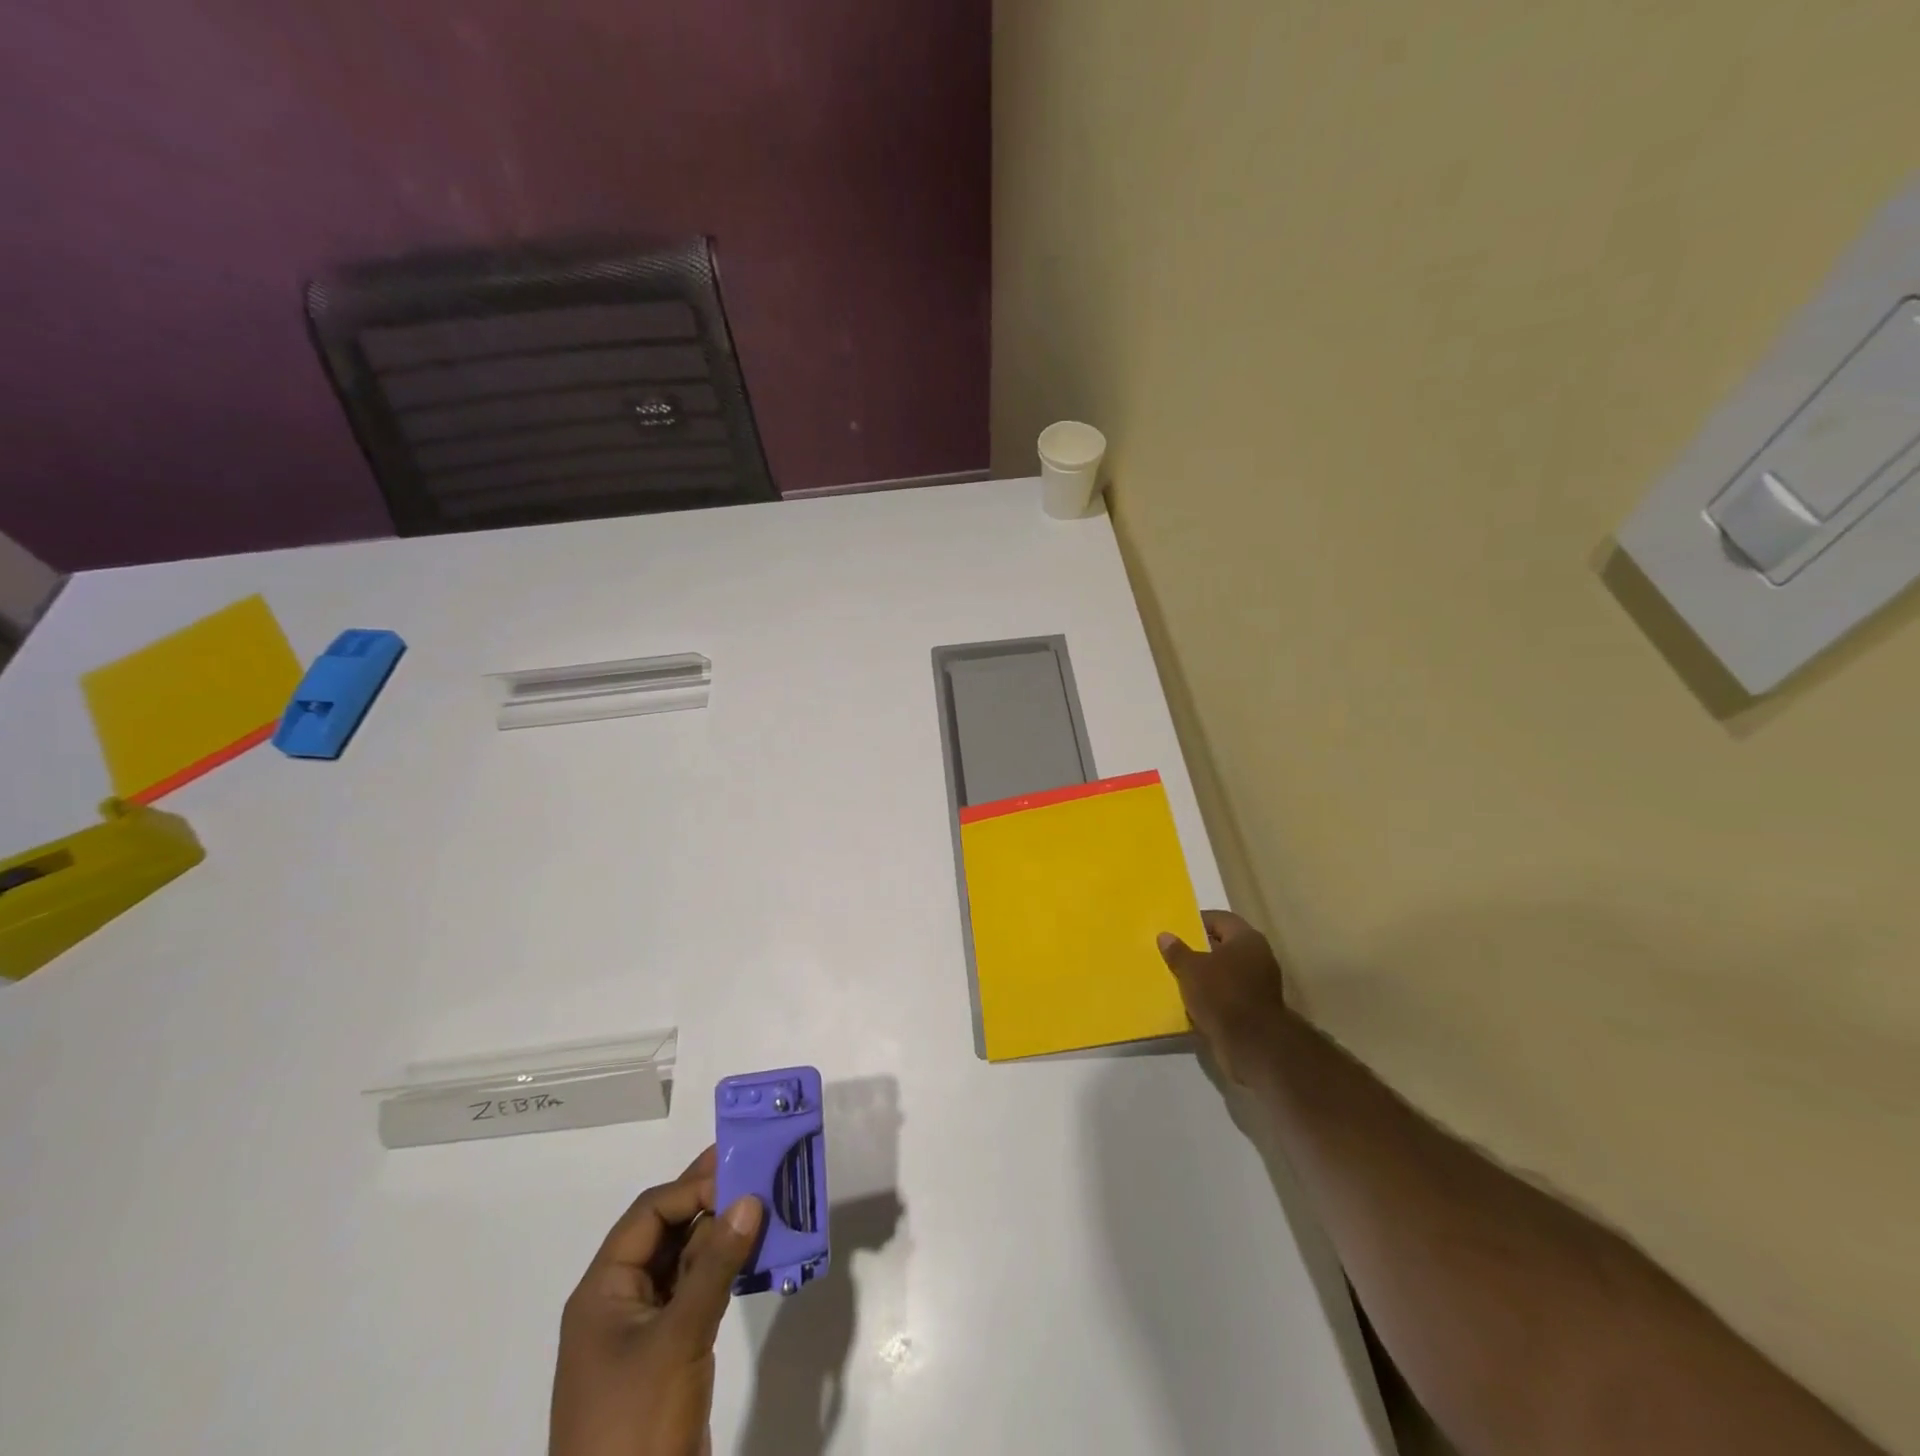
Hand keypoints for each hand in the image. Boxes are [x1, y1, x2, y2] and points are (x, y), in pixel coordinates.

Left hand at [551, 1148, 763, 1455]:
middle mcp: (619, 1301)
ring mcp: (643, 1329)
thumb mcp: (679, 1337)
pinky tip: (755, 1255)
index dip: (692, 1188)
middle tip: (757, 1172)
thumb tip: (749, 1198)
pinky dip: (723, 1270)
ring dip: (720, 1235)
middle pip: (665, 1232)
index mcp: (603, 1291)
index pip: (649, 1215)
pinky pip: (695, 1292)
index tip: (739, 1170)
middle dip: (709, 1203)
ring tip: (765, 1205)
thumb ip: (716, 1264)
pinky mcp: (667, 1353)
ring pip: (684, 1261)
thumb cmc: (637, 1423)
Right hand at [1158, 910, 1291, 1084]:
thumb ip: (1177, 951)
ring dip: (1205, 975)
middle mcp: (1258, 957)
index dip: (1197, 921)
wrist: (1252, 1044)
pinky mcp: (1255, 1008)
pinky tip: (1191, 1000)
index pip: (1220, 919)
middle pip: (1223, 946)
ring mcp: (1259, 984)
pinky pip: (1228, 994)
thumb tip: (1165, 935)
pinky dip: (1212, 995)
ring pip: (1225, 972)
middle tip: (1173, 952)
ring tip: (1178, 976)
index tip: (1176, 929)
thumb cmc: (1221, 994)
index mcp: (1247, 939)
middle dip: (1199, 949)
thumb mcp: (1191, 969)